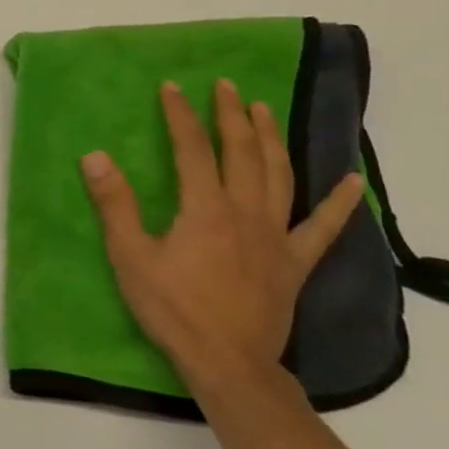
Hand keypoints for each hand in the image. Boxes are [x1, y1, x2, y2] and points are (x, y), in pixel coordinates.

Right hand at [81, 79, 365, 394]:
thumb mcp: (130, 256)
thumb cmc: (173, 308)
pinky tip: (353, 181)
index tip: (172, 88)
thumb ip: (115, 204)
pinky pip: (324, 227)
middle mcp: (246, 212)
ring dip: (271, 138)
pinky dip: (340, 203)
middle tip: (226, 86)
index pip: (193, 149)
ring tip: (264, 109)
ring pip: (279, 175)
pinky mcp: (295, 262)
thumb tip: (95, 156)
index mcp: (206, 209)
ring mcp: (276, 236)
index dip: (181, 115)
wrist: (227, 362)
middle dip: (231, 115)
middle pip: (243, 152)